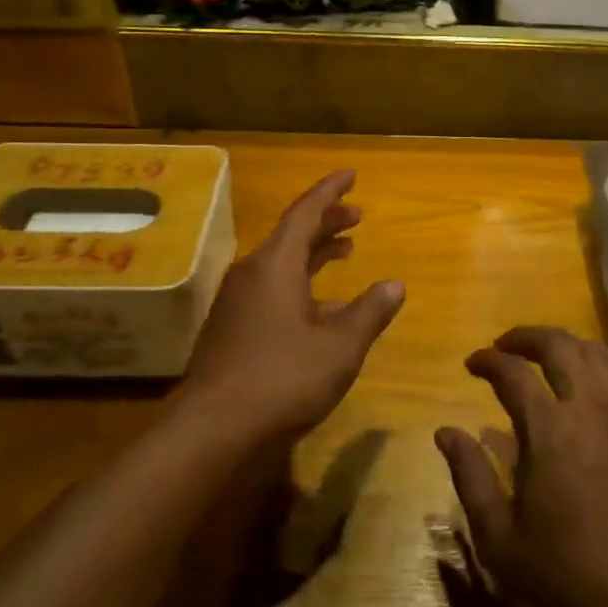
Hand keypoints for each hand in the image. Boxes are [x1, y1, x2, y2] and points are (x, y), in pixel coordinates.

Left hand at [182, 169, 404, 443]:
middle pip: (292, 235)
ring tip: (345, 250)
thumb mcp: (339, 347)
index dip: (330, 191)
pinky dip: (301, 285)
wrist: (213, 432)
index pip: (305, 212)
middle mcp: (252, 274)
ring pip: (281, 264)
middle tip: (357, 216)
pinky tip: (323, 308)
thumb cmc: (282, 379)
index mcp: (275, 265)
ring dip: (314, 253)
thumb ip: (369, 312)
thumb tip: (394, 285)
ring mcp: (238, 303)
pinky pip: (272, 290)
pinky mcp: (232, 330)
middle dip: (326, 222)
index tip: (351, 174)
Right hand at [436, 328, 607, 606]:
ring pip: (596, 352)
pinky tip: (594, 372)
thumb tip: (445, 431)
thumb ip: (470, 477)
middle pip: (559, 346)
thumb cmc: (565, 573)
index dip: (488, 360)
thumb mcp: (499, 537)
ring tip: (546, 353)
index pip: (513, 372)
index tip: (472, 364)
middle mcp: (589, 408)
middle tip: (505, 345)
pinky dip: (604, 359)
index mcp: (549, 430)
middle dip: (527, 337)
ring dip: (566, 343)